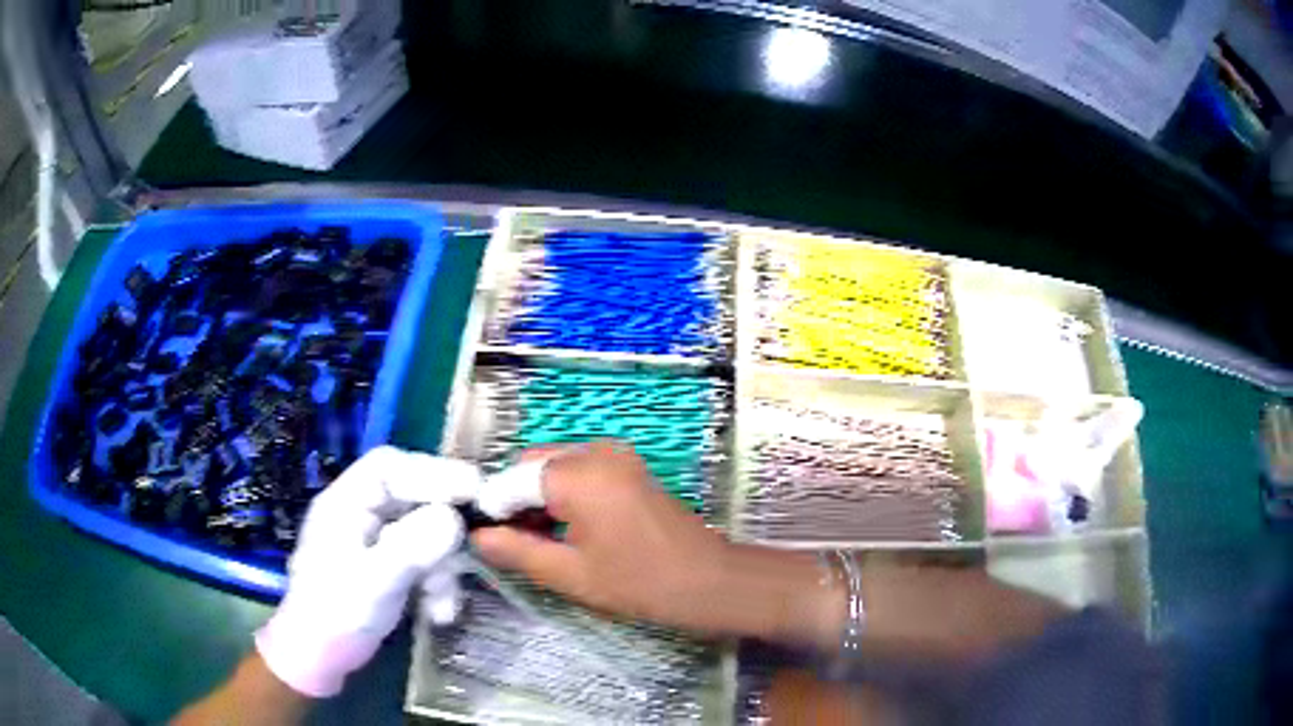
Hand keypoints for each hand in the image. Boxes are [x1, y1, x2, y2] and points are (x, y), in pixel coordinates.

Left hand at [256, 446, 478, 697]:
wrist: (320, 657)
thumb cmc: (335, 613)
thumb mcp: (373, 581)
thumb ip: (412, 547)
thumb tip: (454, 518)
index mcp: (346, 502)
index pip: (391, 467)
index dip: (434, 471)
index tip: (475, 489)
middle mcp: (362, 513)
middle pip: (414, 498)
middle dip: (445, 528)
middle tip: (479, 542)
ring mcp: (377, 540)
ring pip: (426, 533)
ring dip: (443, 568)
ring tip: (444, 602)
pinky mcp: (390, 566)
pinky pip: (425, 560)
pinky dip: (438, 584)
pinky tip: (439, 612)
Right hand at [471, 441, 731, 631]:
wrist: (708, 580)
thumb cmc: (638, 582)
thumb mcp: (569, 574)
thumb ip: (516, 550)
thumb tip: (478, 536)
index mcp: (575, 474)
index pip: (511, 480)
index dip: (494, 511)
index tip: (488, 541)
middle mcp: (594, 450)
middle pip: (532, 465)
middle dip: (516, 500)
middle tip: (516, 544)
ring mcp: (616, 454)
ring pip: (554, 466)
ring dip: (539, 496)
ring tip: (541, 541)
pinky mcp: (629, 465)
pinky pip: (580, 468)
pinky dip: (564, 492)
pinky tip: (568, 528)